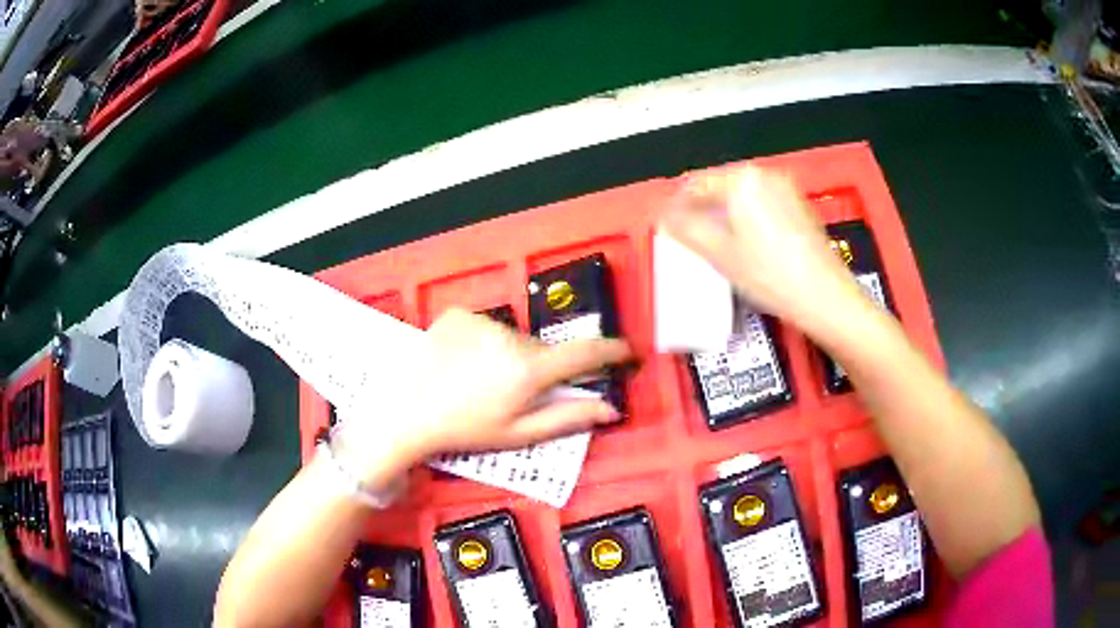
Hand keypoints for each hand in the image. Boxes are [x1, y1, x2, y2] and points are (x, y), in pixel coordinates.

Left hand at [338, 309, 631, 481]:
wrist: (408, 413)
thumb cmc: (465, 430)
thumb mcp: (519, 433)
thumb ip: (569, 417)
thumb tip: (610, 408)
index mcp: (528, 370)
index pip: (584, 353)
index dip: (612, 351)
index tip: (627, 352)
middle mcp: (509, 337)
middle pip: (543, 349)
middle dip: (540, 368)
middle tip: (514, 393)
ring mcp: (482, 321)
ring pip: (513, 338)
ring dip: (509, 355)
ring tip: (482, 380)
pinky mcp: (459, 315)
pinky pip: (486, 327)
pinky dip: (484, 343)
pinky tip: (464, 364)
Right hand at [661, 165, 864, 328]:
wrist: (825, 297)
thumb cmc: (768, 273)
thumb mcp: (719, 253)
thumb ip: (685, 229)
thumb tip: (665, 217)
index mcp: (742, 179)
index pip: (696, 185)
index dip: (676, 206)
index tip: (666, 228)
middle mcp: (765, 176)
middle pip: (721, 188)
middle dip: (701, 210)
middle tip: (688, 238)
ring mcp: (786, 190)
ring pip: (742, 197)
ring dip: (723, 215)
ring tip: (714, 244)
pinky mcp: (800, 208)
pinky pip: (762, 206)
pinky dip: (747, 219)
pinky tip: (746, 246)